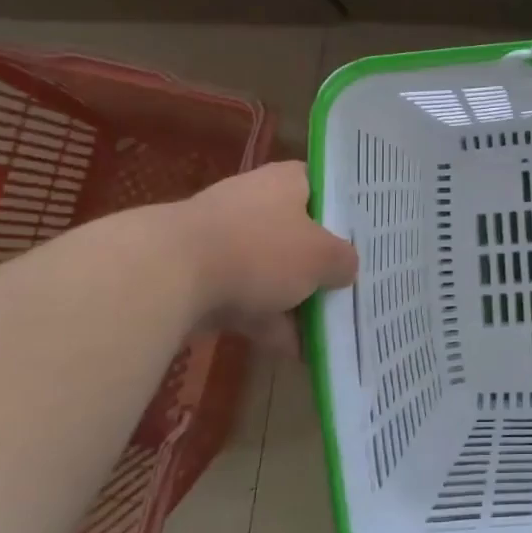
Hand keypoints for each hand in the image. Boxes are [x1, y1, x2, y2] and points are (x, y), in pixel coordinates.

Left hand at [173, 161, 357, 350]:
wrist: (168, 275)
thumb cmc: (259, 250)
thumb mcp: (322, 257)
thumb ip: (344, 261)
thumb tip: (346, 268)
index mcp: (287, 181)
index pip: (324, 186)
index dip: (344, 211)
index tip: (363, 238)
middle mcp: (255, 201)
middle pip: (299, 232)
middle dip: (319, 265)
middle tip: (346, 288)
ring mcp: (225, 238)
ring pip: (271, 269)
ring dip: (294, 300)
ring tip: (324, 332)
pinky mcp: (200, 274)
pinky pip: (245, 296)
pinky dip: (265, 320)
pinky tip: (291, 351)